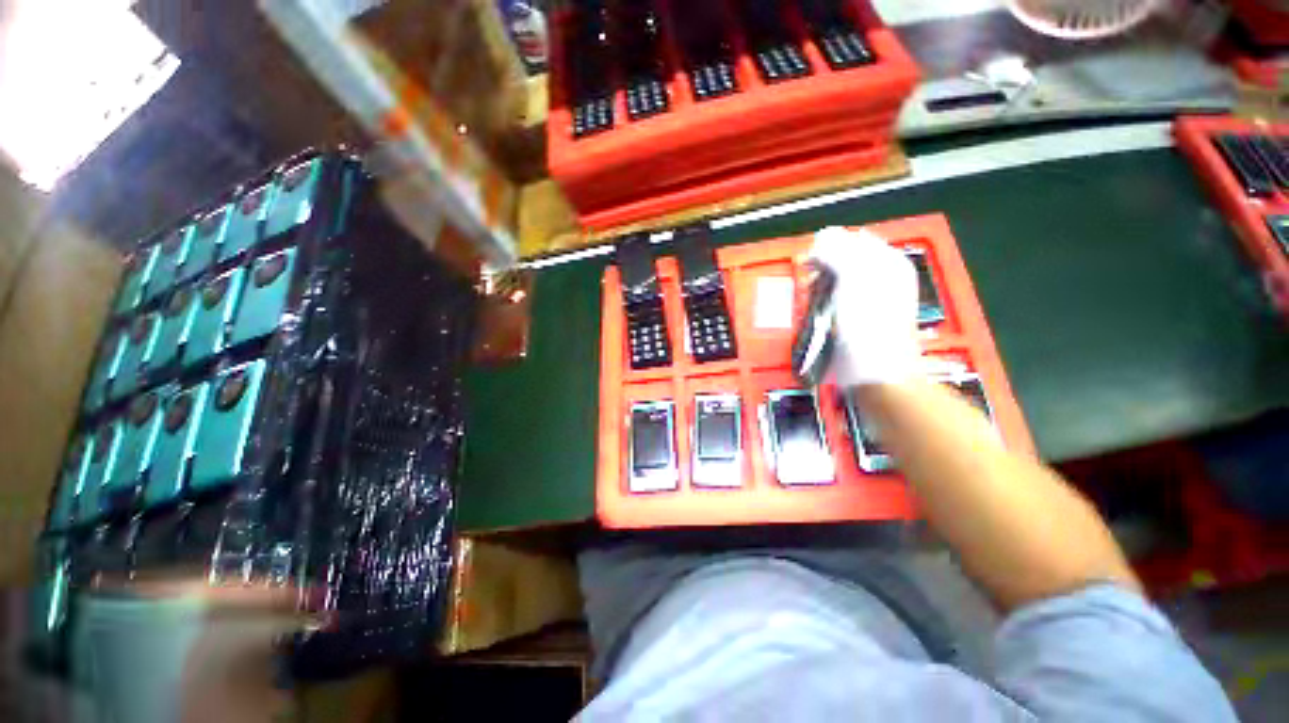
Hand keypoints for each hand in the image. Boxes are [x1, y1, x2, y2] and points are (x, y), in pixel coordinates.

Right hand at [808, 227, 921, 386]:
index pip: (855, 239)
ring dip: (819, 283)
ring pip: (837, 280)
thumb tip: (822, 236)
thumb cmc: (867, 323)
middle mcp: (881, 278)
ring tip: (810, 293)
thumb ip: (839, 252)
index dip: (830, 244)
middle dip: (823, 265)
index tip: (811, 257)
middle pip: (845, 259)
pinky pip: (834, 299)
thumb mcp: (854, 279)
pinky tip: (815, 307)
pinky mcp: (854, 318)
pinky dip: (821, 300)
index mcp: (888, 263)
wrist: (874, 370)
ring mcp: (868, 300)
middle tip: (809, 276)